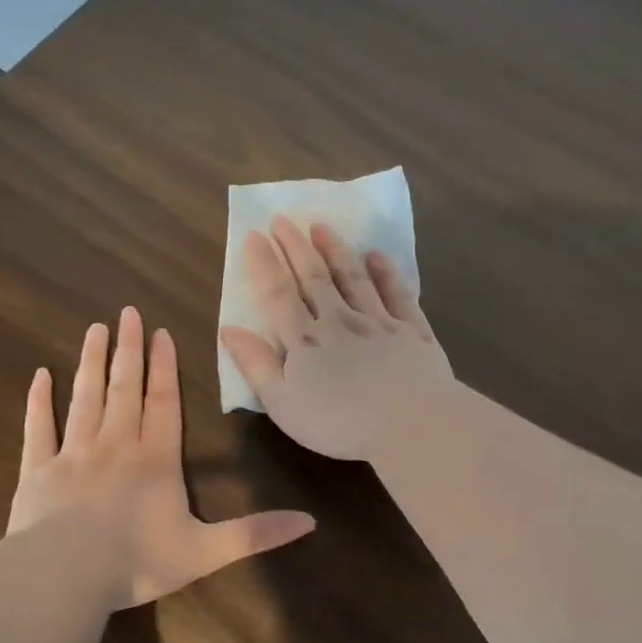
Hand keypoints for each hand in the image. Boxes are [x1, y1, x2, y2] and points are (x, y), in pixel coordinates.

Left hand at [8, 307, 315, 608]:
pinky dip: (39, 401)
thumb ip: (255, 534)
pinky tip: (40, 375)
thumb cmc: (136, 563)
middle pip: (124, 389)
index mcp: (155, 460)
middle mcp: (115, 446)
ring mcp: (73, 454)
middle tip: (127, 313)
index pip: (163, 403)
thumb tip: (310, 522)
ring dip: (91, 362)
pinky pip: (39, 428)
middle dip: (128, 350)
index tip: (161, 333)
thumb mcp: (206, 552)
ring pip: (85, 397)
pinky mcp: (37, 471)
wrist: (63, 578)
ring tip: (94, 329)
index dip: (164, 368)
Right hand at [220, 217, 452, 460]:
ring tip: (322, 227)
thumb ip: (256, 365)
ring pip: (353, 278)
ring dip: (336, 251)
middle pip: (313, 278)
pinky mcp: (412, 330)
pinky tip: (377, 256)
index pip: (277, 295)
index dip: (263, 265)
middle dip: (296, 247)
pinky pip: (397, 294)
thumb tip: (229, 329)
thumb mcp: (283, 404)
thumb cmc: (339, 422)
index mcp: (304, 340)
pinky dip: (386, 273)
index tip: (254, 235)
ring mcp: (378, 322)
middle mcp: (339, 321)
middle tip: (284, 219)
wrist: (411, 423)